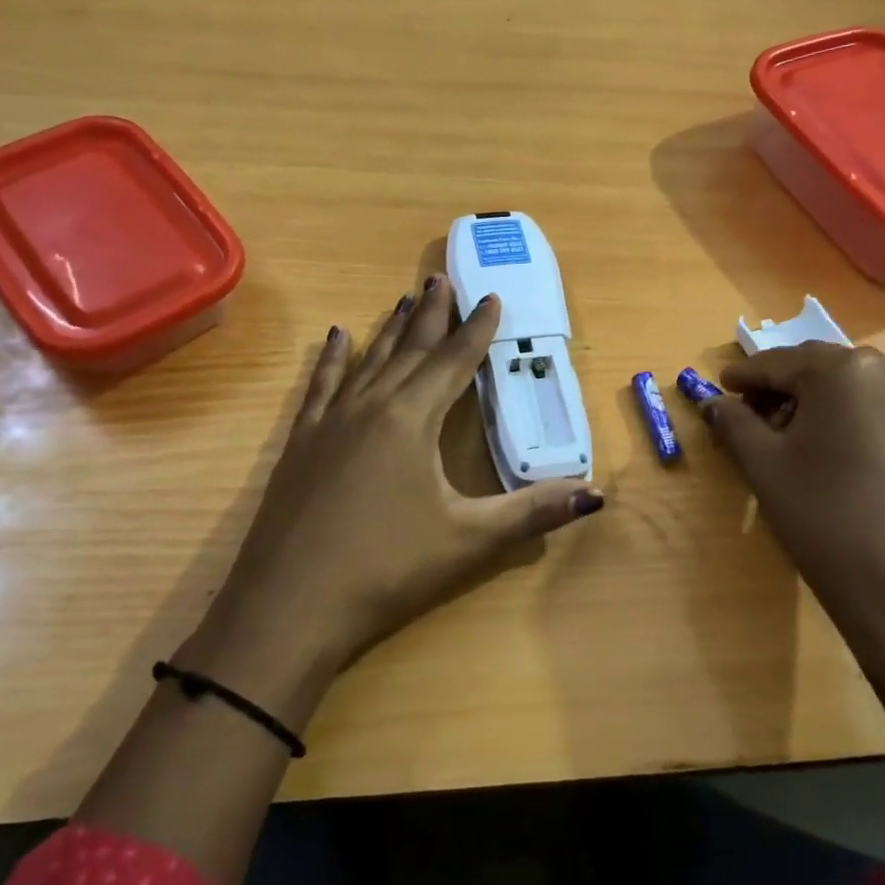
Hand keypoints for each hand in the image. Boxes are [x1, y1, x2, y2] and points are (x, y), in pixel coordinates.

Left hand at [180, 278, 603, 720]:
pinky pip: (321, 386)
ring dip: (390, 329)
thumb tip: (595, 495)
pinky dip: (332, 359)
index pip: (453, 362)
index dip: (476, 329)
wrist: (288, 607)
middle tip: (442, 277)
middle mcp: (370, 407)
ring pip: (368, 360)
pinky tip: (337, 336)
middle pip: (409, 349)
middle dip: (432, 314)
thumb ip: (532, 512)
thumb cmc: (386, 569)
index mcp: (412, 421)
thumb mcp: (468, 540)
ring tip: (405, 297)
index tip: (491, 296)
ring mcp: (330, 422)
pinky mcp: (300, 442)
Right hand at [702, 344, 884, 822]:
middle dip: (782, 387)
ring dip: (818, 405)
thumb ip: (734, 424)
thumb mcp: (764, 467)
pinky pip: (882, 415)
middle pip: (820, 370)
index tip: (720, 387)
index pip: (780, 362)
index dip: (744, 376)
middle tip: (751, 414)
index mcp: (844, 372)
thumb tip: (715, 404)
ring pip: (854, 391)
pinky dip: (851, 423)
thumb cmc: (825, 519)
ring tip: (791, 439)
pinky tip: (835, 458)